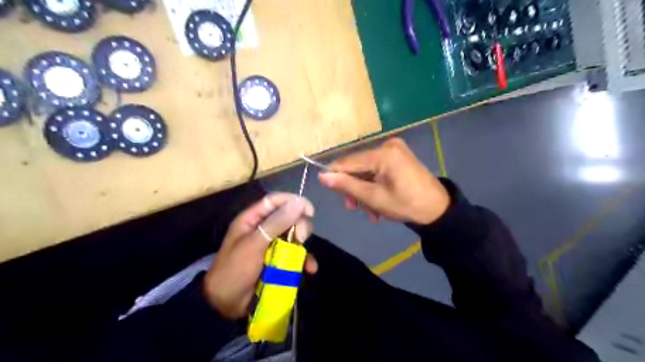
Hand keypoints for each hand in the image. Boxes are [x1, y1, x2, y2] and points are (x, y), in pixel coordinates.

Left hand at [204, 194, 316, 318]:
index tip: (309, 210)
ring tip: (304, 259)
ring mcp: (272, 245)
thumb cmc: (235, 270)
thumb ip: (276, 223)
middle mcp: (264, 229)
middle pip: (289, 217)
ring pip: (294, 236)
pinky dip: (304, 261)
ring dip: (303, 245)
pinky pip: (296, 255)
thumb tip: (298, 202)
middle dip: (299, 226)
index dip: (293, 201)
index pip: (275, 201)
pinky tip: (310, 269)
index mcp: (253, 220)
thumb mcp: (254, 244)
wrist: (225, 305)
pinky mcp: (279, 261)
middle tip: (301, 238)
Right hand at [317, 137, 449, 223]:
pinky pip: (377, 169)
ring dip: (364, 190)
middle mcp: (388, 145)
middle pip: (357, 165)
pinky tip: (377, 202)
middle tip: (353, 208)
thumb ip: (347, 185)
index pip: (348, 161)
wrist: (437, 209)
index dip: (335, 175)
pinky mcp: (398, 156)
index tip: (329, 191)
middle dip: (354, 187)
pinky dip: (374, 184)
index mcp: (383, 154)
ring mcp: (394, 150)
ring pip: (366, 169)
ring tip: (369, 211)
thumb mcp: (373, 198)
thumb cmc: (406, 205)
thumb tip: (322, 176)